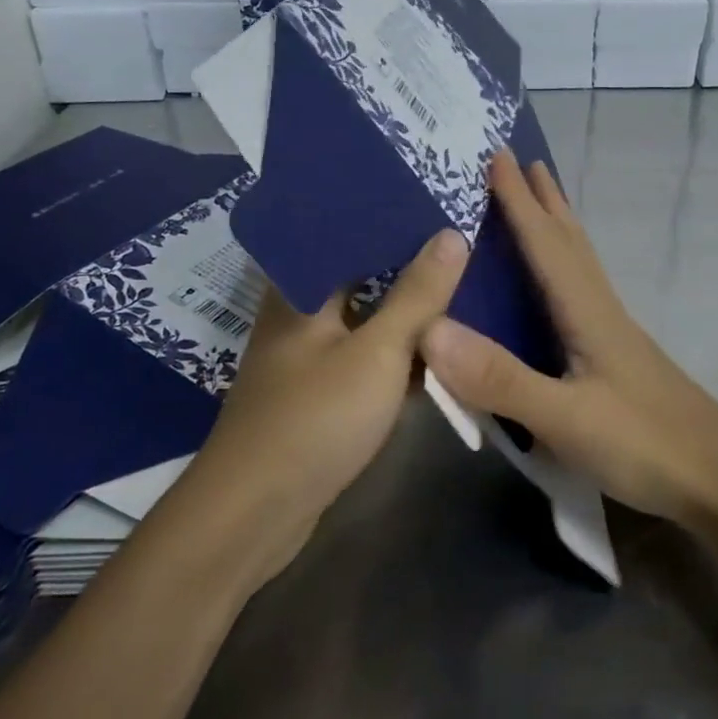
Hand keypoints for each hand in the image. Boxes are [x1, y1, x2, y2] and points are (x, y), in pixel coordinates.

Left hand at [182, 228, 468, 576]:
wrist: (255, 514)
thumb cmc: (315, 419)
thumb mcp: (378, 352)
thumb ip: (417, 294)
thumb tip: (452, 234)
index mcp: (301, 289)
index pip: (346, 232)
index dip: (390, 217)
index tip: (437, 204)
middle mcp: (300, 315)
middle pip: (360, 275)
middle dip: (408, 264)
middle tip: (462, 245)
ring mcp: (309, 358)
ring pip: (366, 319)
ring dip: (406, 311)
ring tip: (460, 288)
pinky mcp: (320, 395)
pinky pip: (366, 358)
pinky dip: (397, 352)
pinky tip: (435, 351)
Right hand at [420, 152, 717, 523]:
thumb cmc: (644, 444)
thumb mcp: (566, 418)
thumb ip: (500, 378)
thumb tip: (431, 329)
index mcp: (585, 311)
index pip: (544, 242)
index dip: (517, 199)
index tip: (496, 154)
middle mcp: (600, 310)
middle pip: (568, 241)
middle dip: (543, 199)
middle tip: (520, 161)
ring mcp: (612, 334)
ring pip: (579, 263)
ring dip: (556, 226)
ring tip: (539, 204)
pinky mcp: (616, 358)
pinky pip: (580, 292)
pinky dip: (562, 266)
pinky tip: (556, 288)